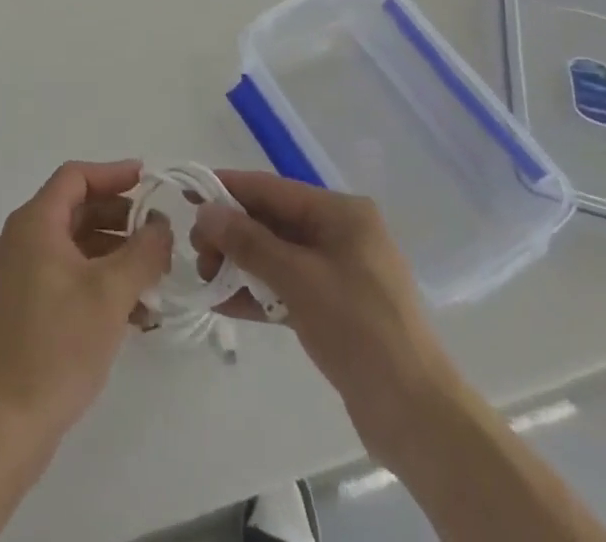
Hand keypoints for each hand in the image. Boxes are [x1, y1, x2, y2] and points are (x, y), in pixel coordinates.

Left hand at [0, 160, 171, 452]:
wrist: (5, 423)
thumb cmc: (58, 346)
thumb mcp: (111, 293)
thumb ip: (143, 251)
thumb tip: (161, 224)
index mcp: (34, 223)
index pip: (75, 177)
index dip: (113, 174)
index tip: (149, 181)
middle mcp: (22, 240)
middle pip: (75, 209)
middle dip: (120, 218)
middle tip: (158, 233)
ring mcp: (19, 275)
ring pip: (74, 246)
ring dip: (114, 254)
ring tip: (154, 276)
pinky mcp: (23, 307)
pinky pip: (66, 276)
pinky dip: (98, 281)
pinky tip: (133, 311)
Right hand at [192, 170, 461, 465]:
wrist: (417, 416)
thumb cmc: (359, 329)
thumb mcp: (298, 278)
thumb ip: (249, 241)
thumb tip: (206, 211)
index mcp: (341, 213)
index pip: (272, 190)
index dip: (228, 189)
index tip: (188, 193)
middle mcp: (341, 233)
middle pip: (273, 221)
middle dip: (232, 233)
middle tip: (196, 252)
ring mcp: (339, 272)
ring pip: (277, 255)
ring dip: (241, 264)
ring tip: (206, 279)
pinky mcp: (335, 308)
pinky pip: (287, 286)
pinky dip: (258, 292)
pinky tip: (224, 303)